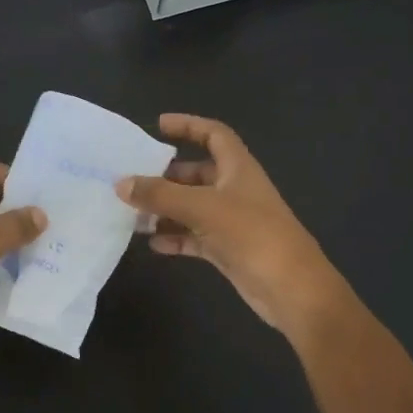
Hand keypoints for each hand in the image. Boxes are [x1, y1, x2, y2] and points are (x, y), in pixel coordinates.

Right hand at [117, 114, 348, 337]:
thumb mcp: (203, 207)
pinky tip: (151, 244)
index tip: (158, 125)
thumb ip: (160, 195)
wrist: (290, 288)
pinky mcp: (227, 248)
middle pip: (196, 173)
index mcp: (237, 168)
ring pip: (192, 207)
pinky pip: (194, 236)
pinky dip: (174, 237)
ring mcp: (231, 221)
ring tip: (132, 213)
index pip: (213, 134)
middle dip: (165, 175)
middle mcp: (234, 189)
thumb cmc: (252, 234)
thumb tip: (121, 184)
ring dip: (165, 209)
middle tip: (132, 179)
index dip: (188, 125)